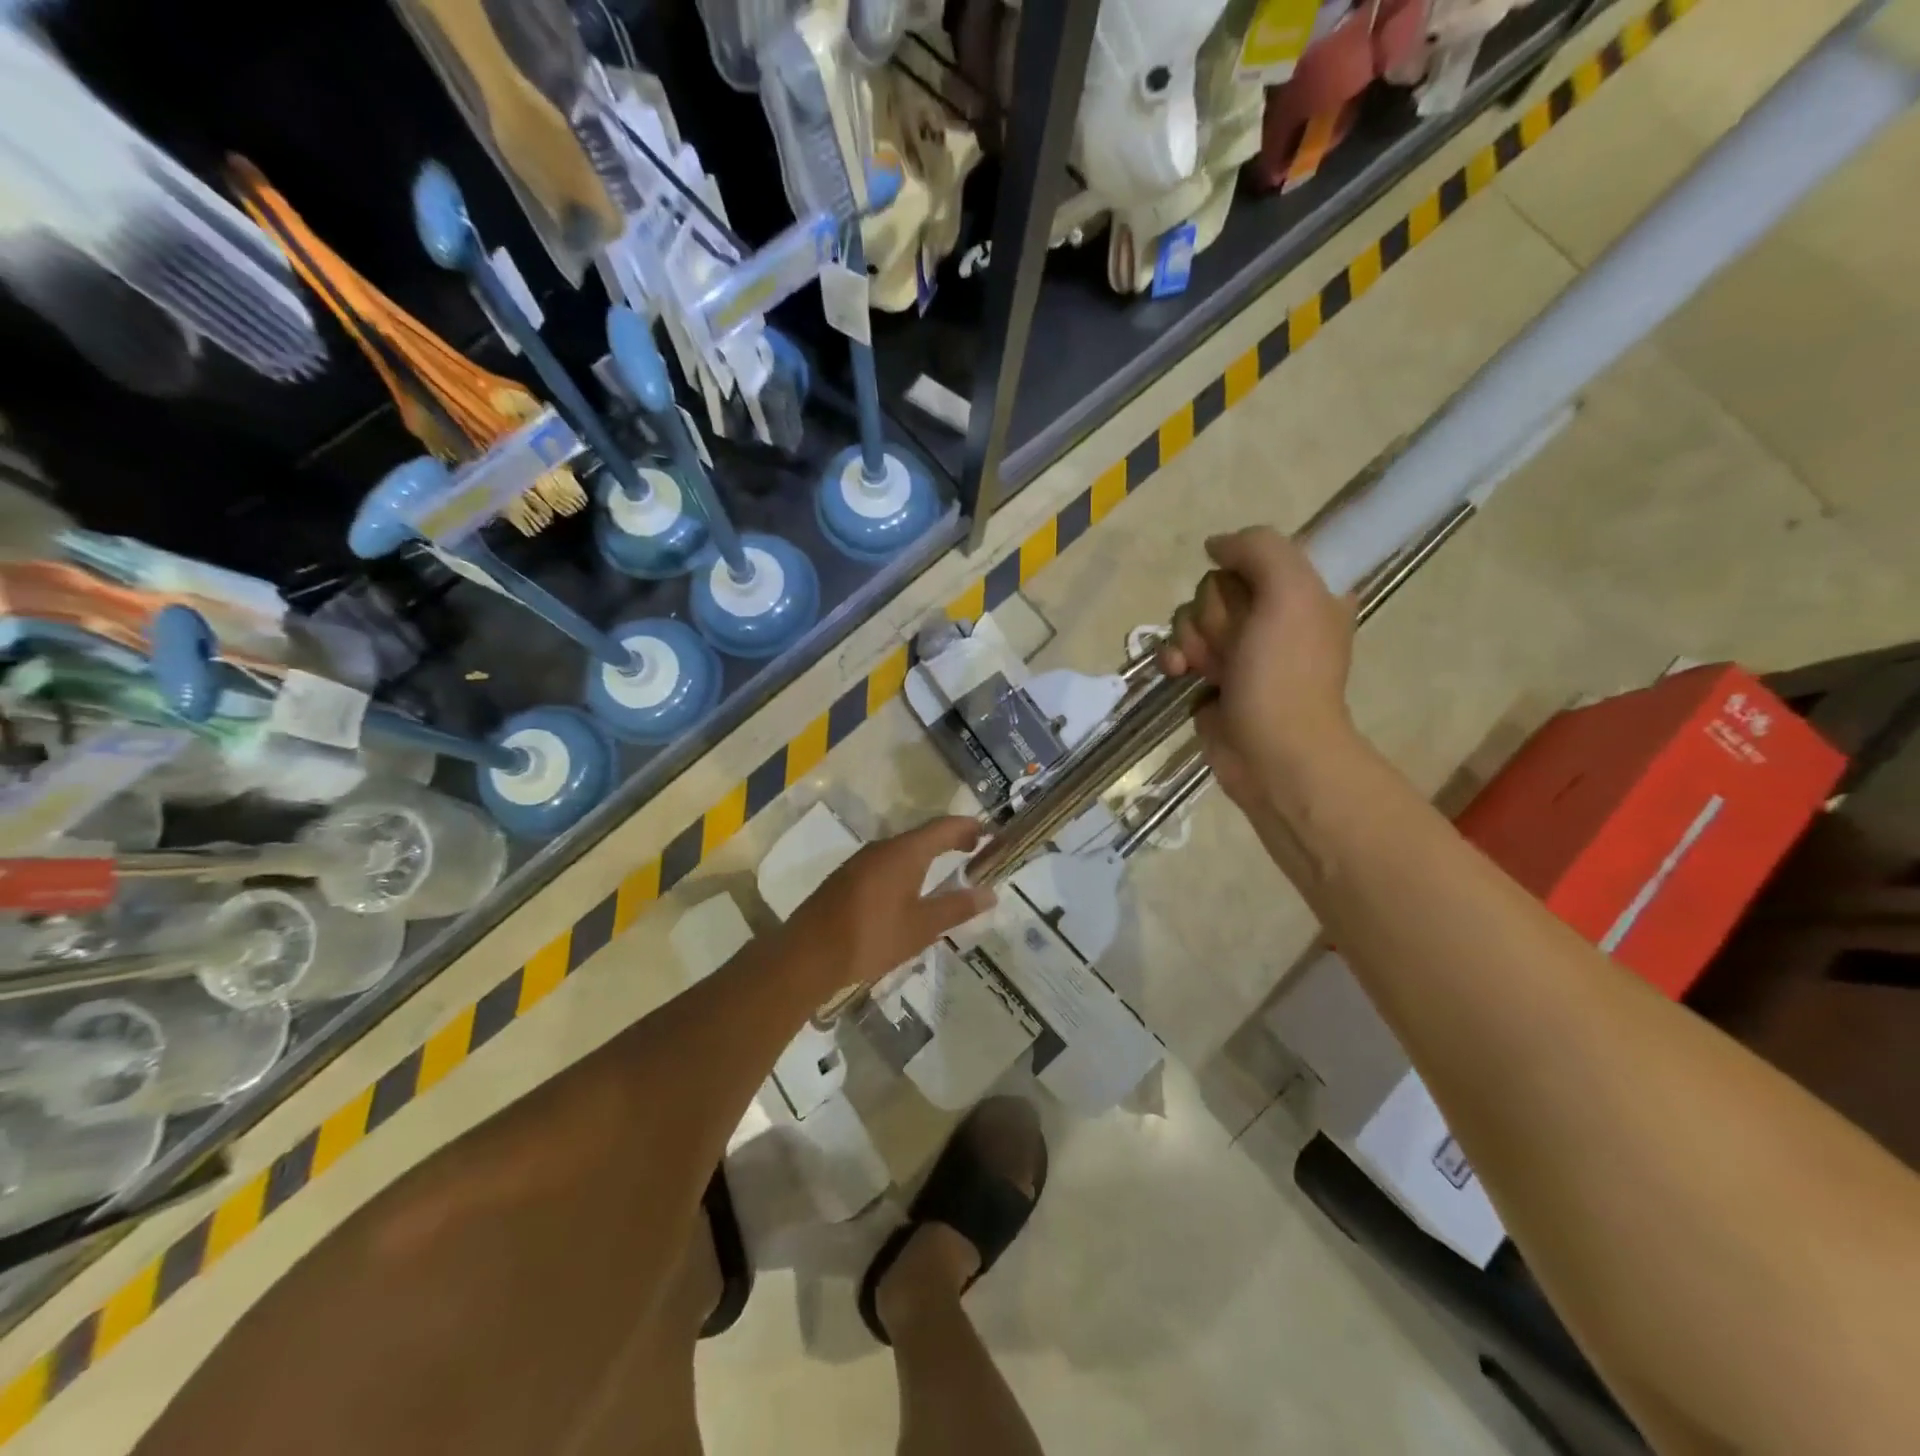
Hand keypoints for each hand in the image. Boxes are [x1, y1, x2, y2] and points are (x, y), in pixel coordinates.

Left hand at [783, 816, 995, 994]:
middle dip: (950, 839)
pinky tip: (909, 889)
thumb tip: (990, 893)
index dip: (968, 827)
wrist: (807, 955)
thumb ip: (956, 907)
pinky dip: (907, 866)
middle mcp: (882, 848)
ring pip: (902, 849)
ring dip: (927, 854)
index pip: (944, 827)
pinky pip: (885, 862)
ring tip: (946, 869)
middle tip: (973, 851)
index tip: (989, 833)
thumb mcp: (921, 927)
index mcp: (904, 852)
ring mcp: (860, 861)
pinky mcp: (846, 878)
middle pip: (923, 835)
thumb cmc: (871, 938)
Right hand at [1158, 527, 1358, 810]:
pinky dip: (1175, 659)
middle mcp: (1272, 616)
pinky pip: (1178, 648)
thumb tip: (1215, 545)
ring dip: (1192, 640)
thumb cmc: (1286, 673)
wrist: (1272, 753)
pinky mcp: (1210, 676)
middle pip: (1214, 586)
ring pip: (1192, 616)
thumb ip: (1258, 549)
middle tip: (1234, 644)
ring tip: (1208, 669)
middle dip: (1213, 614)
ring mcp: (1239, 648)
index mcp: (1305, 592)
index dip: (1241, 575)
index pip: (1253, 556)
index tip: (1252, 600)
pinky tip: (1179, 673)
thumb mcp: (1290, 593)